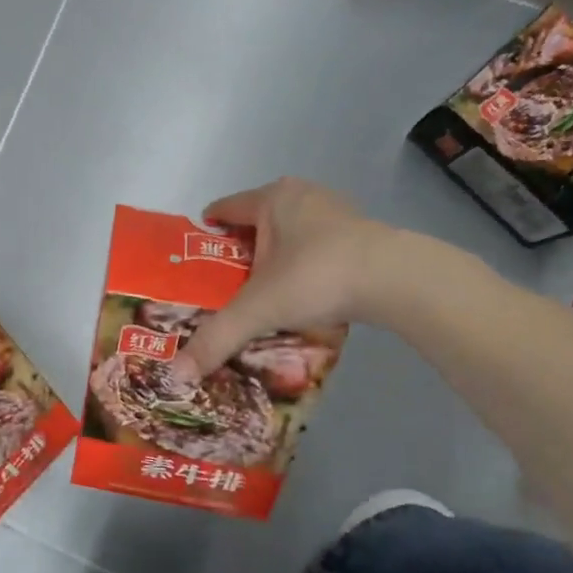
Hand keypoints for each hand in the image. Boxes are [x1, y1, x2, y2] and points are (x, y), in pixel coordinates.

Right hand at [174, 179, 404, 379]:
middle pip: (258, 220)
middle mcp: (302, 196)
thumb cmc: (315, 277)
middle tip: (224, 281)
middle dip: (241, 248)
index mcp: (271, 199)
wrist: (396, 280)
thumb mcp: (257, 310)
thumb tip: (176, 376)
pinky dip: (304, 263)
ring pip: (290, 232)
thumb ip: (216, 340)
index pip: (226, 208)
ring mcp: (336, 211)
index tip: (193, 254)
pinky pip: (318, 245)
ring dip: (276, 255)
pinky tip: (303, 291)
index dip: (206, 230)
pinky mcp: (362, 233)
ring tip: (262, 289)